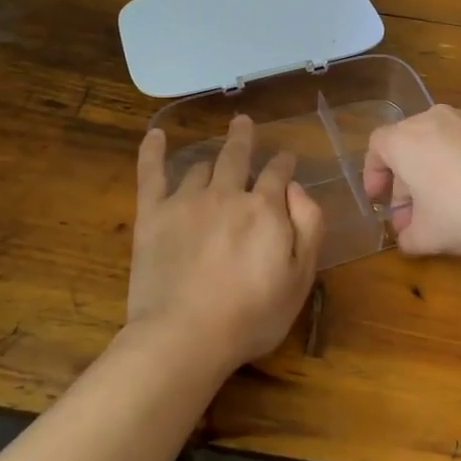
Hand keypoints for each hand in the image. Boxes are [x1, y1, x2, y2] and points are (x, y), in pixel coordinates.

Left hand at [129, 115, 324, 368]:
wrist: (185, 336)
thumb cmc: (252, 315)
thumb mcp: (301, 277)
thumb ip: (309, 226)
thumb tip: (297, 188)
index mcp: (265, 208)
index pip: (278, 173)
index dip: (283, 163)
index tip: (286, 159)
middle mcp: (227, 194)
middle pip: (236, 156)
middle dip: (243, 138)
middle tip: (244, 124)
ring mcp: (186, 201)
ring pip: (201, 166)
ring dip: (211, 158)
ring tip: (213, 156)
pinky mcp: (153, 215)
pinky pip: (151, 174)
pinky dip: (153, 151)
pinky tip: (156, 135)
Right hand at [362, 104, 460, 254]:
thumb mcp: (428, 235)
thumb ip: (408, 237)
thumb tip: (407, 238)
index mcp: (405, 139)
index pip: (376, 147)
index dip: (374, 175)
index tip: (380, 200)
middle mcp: (432, 119)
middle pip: (408, 144)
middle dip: (406, 181)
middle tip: (413, 214)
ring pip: (439, 143)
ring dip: (435, 171)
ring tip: (446, 206)